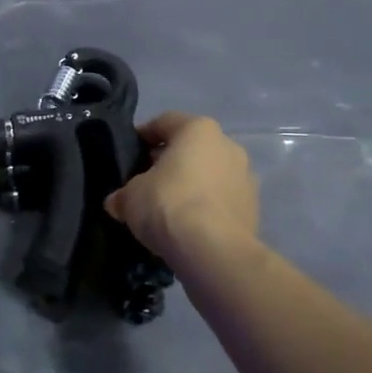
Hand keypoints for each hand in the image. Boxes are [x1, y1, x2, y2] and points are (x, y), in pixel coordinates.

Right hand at [104, 113, 258, 261]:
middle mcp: (228, 145)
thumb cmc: (168, 204)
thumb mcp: (130, 196)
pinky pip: (221, 201)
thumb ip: (124, 194)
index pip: (165, 122)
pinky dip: (205, 208)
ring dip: (191, 186)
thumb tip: (118, 202)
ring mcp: (246, 178)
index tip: (128, 154)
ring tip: (167, 209)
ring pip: (210, 175)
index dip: (143, 136)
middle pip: (191, 149)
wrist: (213, 250)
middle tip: (146, 183)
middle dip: (169, 163)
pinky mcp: (253, 209)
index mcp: (199, 129)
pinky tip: (187, 228)